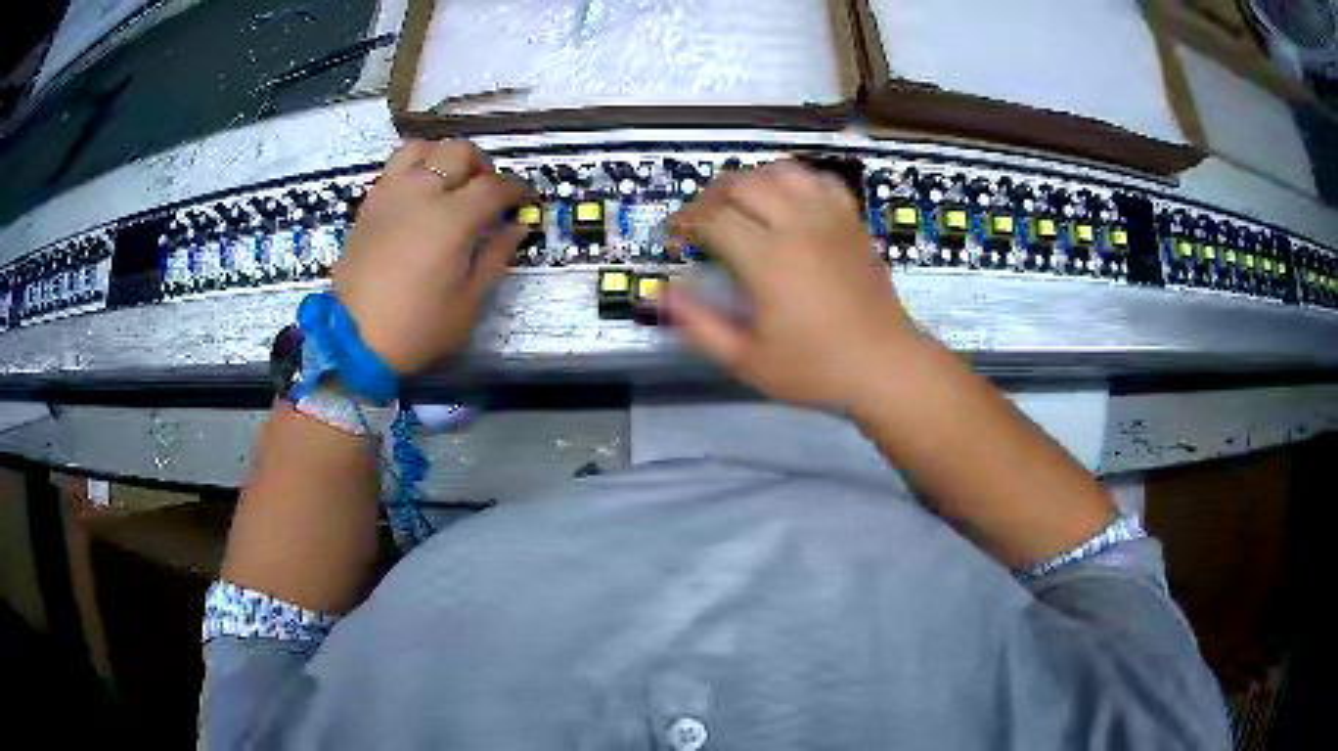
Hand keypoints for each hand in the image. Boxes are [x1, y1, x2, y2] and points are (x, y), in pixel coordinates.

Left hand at [331, 139, 529, 374]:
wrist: (353, 341)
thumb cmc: (417, 328)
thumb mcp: (468, 302)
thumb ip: (495, 255)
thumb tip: (517, 227)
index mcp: (451, 218)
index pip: (495, 186)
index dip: (517, 189)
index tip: (526, 200)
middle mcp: (421, 193)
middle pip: (459, 152)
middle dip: (482, 166)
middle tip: (488, 192)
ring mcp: (390, 194)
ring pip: (423, 148)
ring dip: (444, 157)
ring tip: (450, 182)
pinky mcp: (369, 204)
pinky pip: (395, 167)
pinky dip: (415, 168)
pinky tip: (420, 195)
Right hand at [665, 161, 917, 408]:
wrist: (884, 365)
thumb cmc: (815, 369)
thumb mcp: (746, 359)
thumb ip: (698, 325)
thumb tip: (660, 296)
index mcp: (768, 259)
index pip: (712, 217)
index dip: (684, 221)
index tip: (674, 236)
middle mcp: (797, 226)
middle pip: (741, 184)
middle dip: (710, 197)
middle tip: (700, 221)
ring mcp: (829, 218)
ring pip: (780, 172)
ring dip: (750, 180)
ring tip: (739, 204)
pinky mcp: (851, 220)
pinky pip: (819, 180)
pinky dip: (795, 180)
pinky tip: (787, 199)